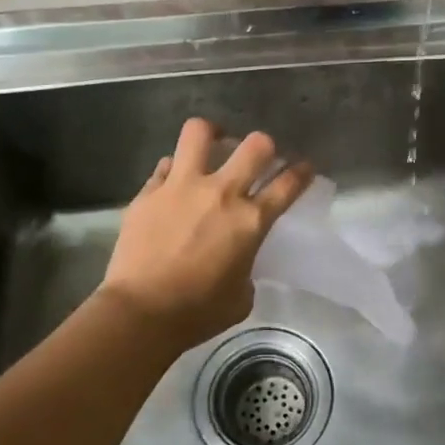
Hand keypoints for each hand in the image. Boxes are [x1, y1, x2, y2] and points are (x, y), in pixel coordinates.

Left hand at [97, 118, 312, 348]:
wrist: (140, 313)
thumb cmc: (197, 313)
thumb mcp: (241, 296)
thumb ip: (246, 266)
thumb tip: (237, 259)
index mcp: (250, 221)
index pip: (288, 184)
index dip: (301, 172)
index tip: (304, 168)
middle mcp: (221, 193)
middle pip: (255, 145)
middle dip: (264, 146)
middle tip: (258, 157)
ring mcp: (181, 186)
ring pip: (200, 132)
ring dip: (212, 135)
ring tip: (213, 143)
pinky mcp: (148, 192)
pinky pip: (165, 165)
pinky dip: (174, 170)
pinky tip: (174, 183)